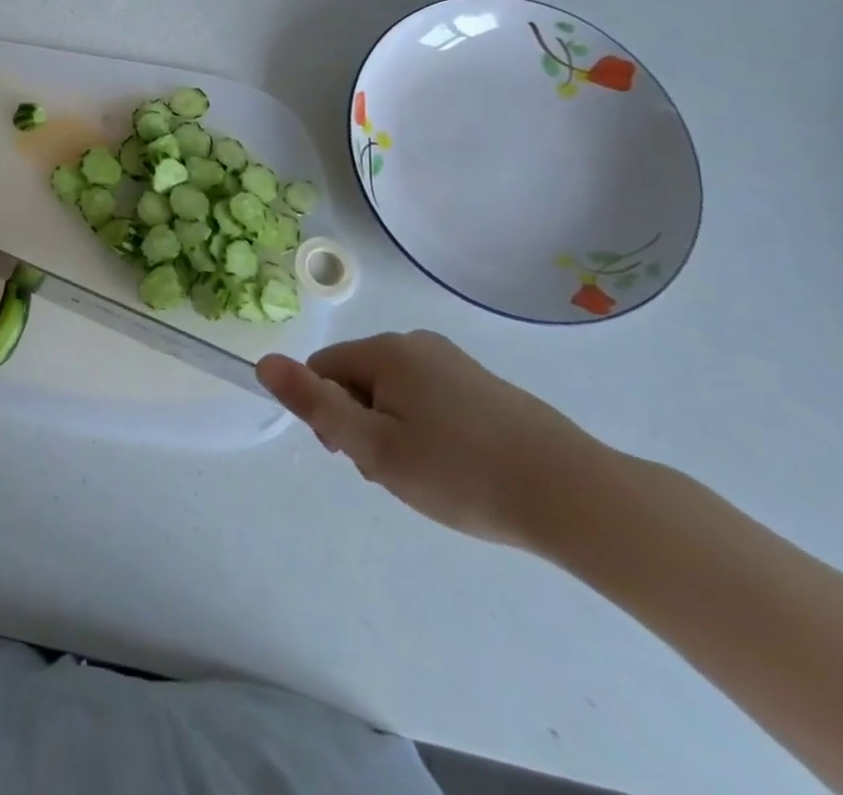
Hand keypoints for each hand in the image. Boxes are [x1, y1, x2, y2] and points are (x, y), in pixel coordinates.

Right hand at [257, 330, 609, 550]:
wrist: (579, 497)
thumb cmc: (462, 472)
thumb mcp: (375, 447)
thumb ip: (315, 404)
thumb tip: (264, 363)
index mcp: (387, 351)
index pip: (323, 369)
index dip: (326, 414)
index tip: (357, 458)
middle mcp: (418, 344)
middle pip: (358, 379)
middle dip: (363, 424)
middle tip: (394, 473)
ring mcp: (456, 364)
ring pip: (395, 393)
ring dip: (394, 431)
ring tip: (429, 478)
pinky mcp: (486, 387)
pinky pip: (431, 400)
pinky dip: (429, 431)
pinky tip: (459, 469)